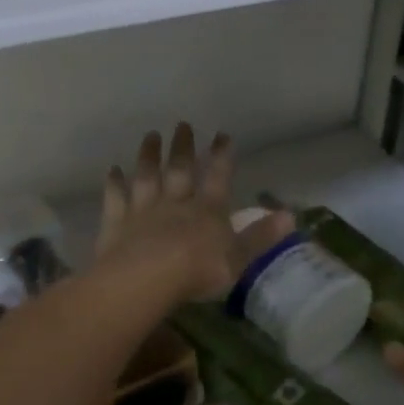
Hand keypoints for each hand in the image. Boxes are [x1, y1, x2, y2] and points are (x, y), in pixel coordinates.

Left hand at [94, 124, 292, 303]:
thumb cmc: (198, 271)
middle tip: (182, 124)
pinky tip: (113, 171)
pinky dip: (114, 183)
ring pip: (147, 177)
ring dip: (149, 156)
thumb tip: (290, 215)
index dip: (222, 157)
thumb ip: (261, 236)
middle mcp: (176, 203)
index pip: (218, 178)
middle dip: (183, 147)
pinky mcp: (117, 223)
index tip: (222, 135)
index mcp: (208, 211)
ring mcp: (144, 210)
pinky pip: (116, 199)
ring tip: (150, 135)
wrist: (147, 279)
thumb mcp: (239, 258)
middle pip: (180, 170)